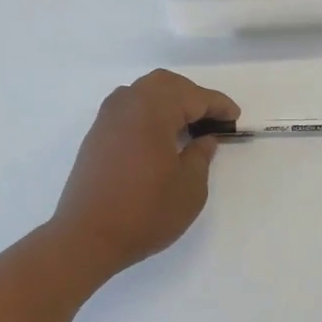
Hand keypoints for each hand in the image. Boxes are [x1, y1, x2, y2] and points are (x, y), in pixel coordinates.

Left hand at [51, 70, 237, 273]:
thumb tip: (204, 139)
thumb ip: (200, 156)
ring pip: (143, 92)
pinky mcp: (96, 136)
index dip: (218, 105)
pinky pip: (128, 108)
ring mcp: (107, 118)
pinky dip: (148, 112)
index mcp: (153, 110)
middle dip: (192, 95)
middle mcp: (128, 104)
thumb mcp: (189, 188)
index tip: (234, 118)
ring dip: (168, 101)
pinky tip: (159, 136)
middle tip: (211, 118)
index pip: (194, 97)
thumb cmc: (145, 211)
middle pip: (165, 84)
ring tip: (186, 125)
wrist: (87, 237)